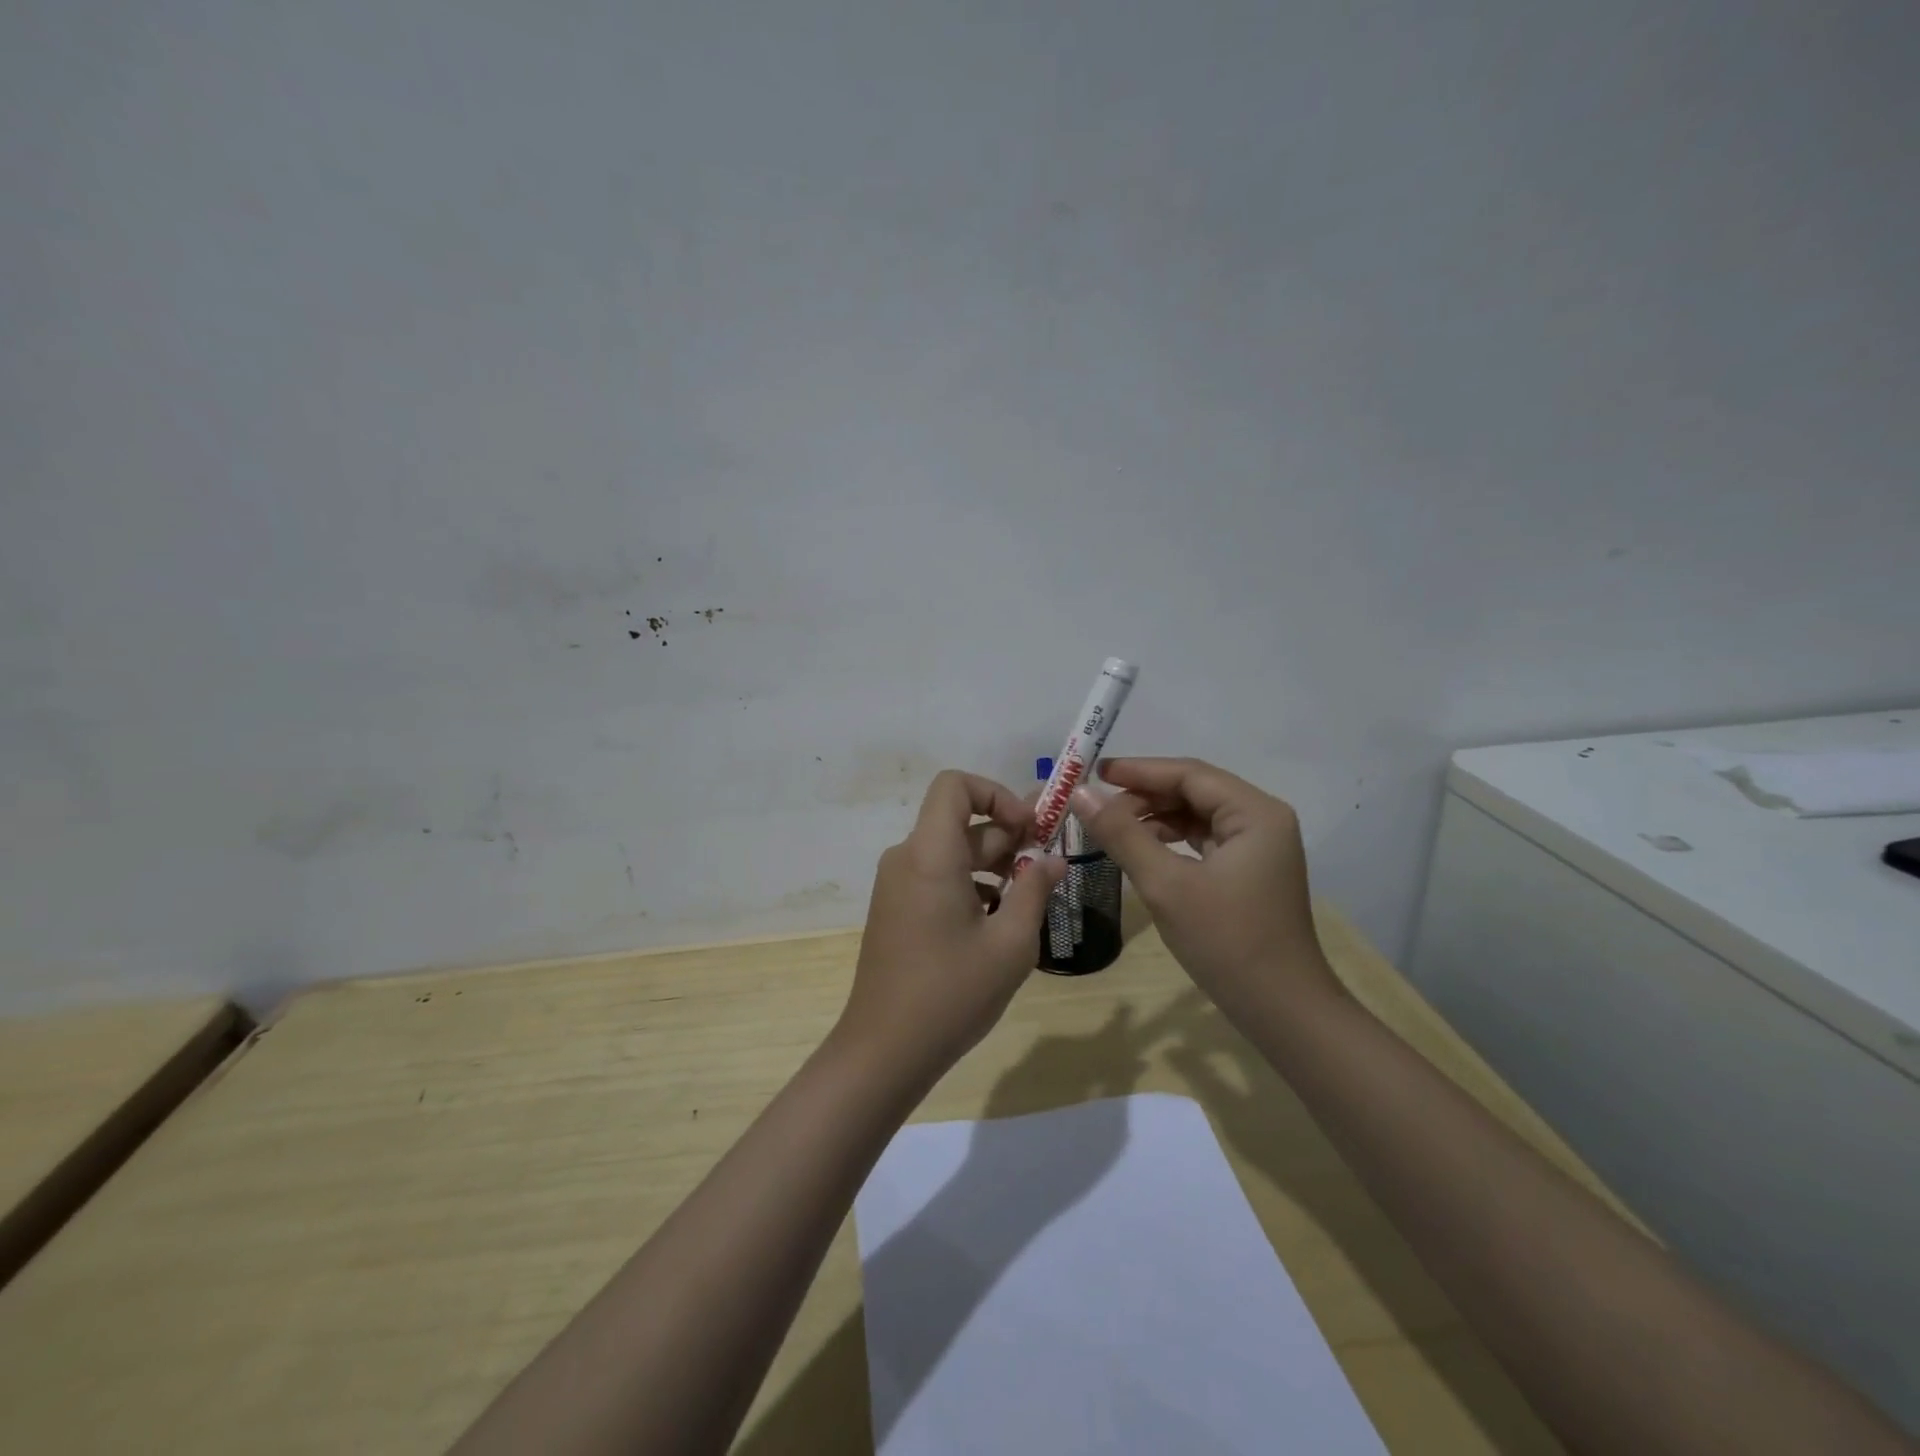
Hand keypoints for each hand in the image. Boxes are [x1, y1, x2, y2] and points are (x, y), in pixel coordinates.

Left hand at [834, 771, 1065, 1089]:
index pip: (955, 786)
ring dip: (993, 865)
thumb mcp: (1010, 943)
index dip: (996, 795)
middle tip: (1047, 868)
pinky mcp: (896, 909)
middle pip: (960, 823)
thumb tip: (1053, 860)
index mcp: (930, 854)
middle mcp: (907, 858)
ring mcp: (896, 885)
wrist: (884, 1050)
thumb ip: (1034, 890)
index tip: (1030, 830)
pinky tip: (997, 924)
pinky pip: (937, 877)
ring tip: (1028, 901)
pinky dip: (970, 885)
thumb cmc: (952, 993)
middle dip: (1008, 838)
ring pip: (951, 852)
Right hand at [1075, 757, 1339, 1017]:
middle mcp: (1262, 819)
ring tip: (1112, 828)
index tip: (1093, 773)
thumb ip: (1122, 834)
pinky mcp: (1250, 870)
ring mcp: (1259, 846)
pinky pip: (1204, 840)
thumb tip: (1080, 794)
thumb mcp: (1165, 885)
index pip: (1189, 774)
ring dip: (1155, 818)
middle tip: (1097, 808)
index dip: (1139, 771)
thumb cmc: (1227, 942)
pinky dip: (1171, 840)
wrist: (1282, 1011)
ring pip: (1197, 815)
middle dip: (1145, 796)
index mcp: (1255, 813)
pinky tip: (1141, 850)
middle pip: (1194, 791)